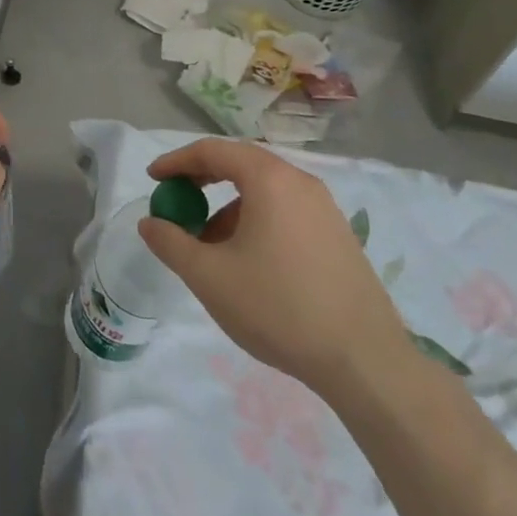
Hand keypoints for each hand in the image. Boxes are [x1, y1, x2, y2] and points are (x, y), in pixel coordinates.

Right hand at [136, 139, 406, 397]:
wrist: (366, 363)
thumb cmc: (279, 308)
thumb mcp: (209, 277)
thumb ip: (171, 243)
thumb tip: (150, 223)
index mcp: (270, 180)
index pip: (213, 151)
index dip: (176, 161)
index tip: (153, 179)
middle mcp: (301, 183)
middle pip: (241, 164)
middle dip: (202, 180)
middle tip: (177, 201)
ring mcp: (325, 210)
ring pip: (264, 191)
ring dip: (228, 206)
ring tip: (209, 244)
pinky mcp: (339, 237)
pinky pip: (286, 211)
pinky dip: (256, 221)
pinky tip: (247, 262)